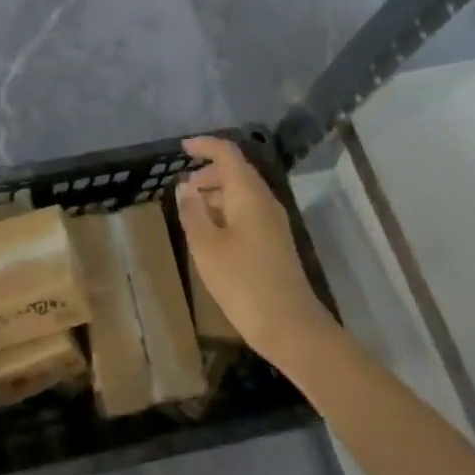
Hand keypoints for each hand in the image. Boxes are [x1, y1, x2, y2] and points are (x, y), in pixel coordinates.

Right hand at [177, 137, 327, 363]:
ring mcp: (273, 222)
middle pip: (237, 171)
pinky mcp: (275, 242)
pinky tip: (212, 233)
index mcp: (248, 194)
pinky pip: (248, 211)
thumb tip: (185, 186)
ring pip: (243, 193)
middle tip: (183, 187)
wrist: (291, 328)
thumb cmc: (243, 282)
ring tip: (192, 209)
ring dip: (217, 193)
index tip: (182, 148)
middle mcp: (264, 201)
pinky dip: (227, 210)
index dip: (205, 146)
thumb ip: (193, 212)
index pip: (228, 153)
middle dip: (209, 172)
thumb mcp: (206, 246)